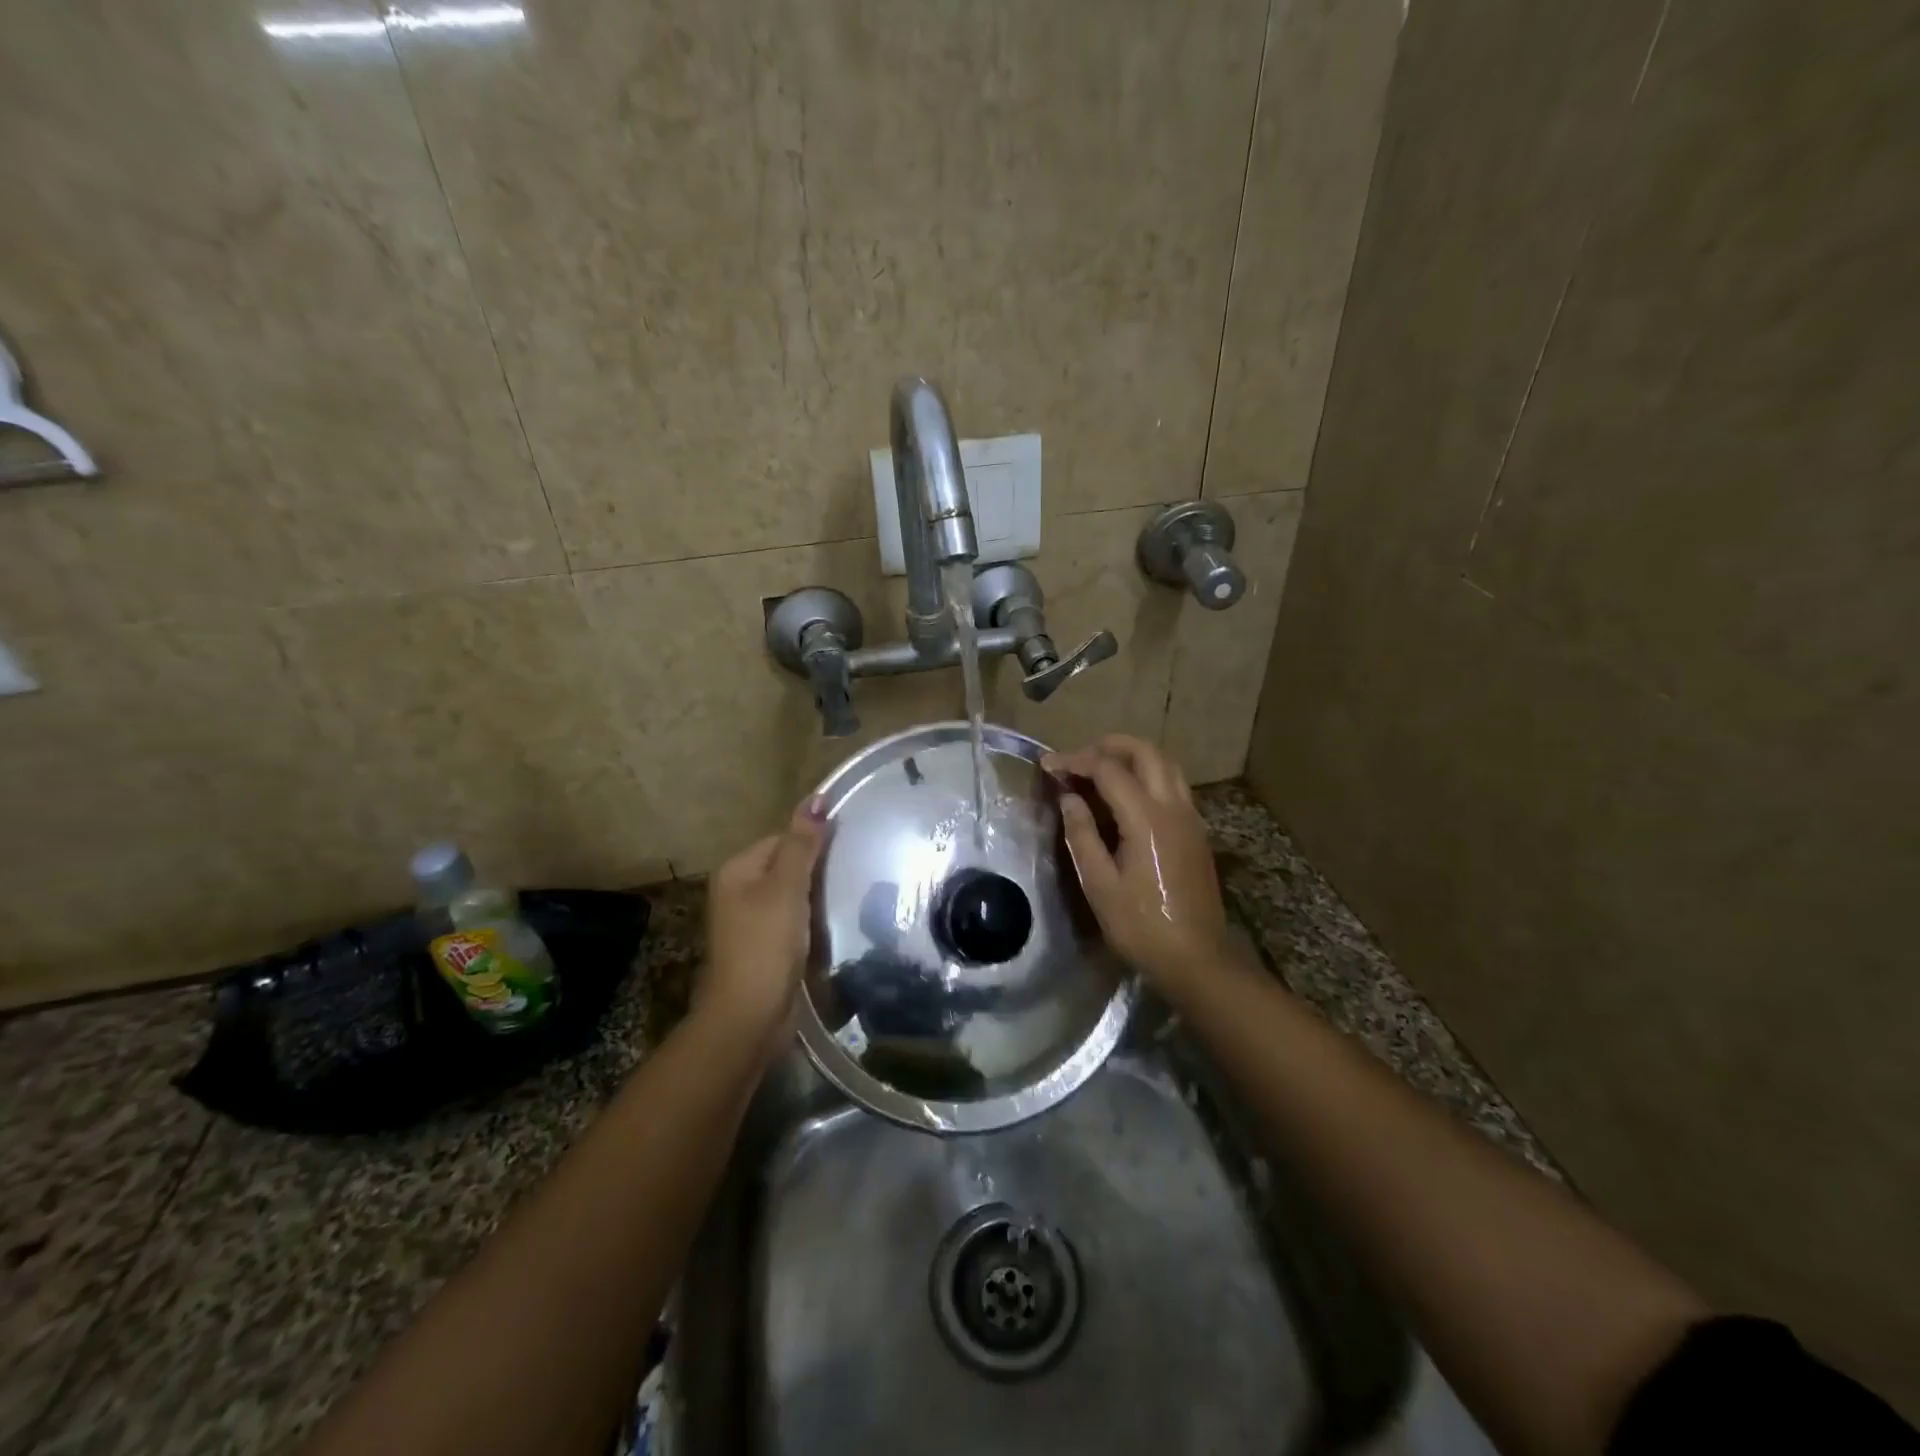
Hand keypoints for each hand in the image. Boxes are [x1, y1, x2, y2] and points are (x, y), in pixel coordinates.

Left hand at [696, 796, 827, 1055]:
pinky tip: (835, 924)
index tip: (849, 848)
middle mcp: (738, 891)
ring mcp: (750, 922)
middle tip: (855, 871)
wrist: (750, 1017)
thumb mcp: (787, 888)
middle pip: (787, 865)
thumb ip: (802, 843)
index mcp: (737, 870)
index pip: (782, 838)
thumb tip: (816, 796)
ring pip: (793, 895)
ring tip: (851, 895)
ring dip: (817, 896)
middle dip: (818, 869)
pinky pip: (793, 920)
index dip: (814, 842)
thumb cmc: (766, 945)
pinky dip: (813, 920)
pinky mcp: (765, 947)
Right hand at [1043, 736, 1229, 995]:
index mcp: (1147, 819)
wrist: (1196, 959)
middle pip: (1146, 752)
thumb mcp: (1099, 884)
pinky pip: (1173, 785)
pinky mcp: (1196, 832)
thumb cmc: (1141, 926)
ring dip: (1131, 758)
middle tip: (1077, 760)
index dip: (1075, 761)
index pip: (1108, 769)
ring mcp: (1190, 818)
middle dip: (1108, 746)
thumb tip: (1069, 798)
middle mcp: (1174, 807)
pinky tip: (1125, 799)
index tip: (1048, 766)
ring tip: (1099, 772)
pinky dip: (1147, 776)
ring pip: (1165, 765)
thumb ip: (1082, 834)